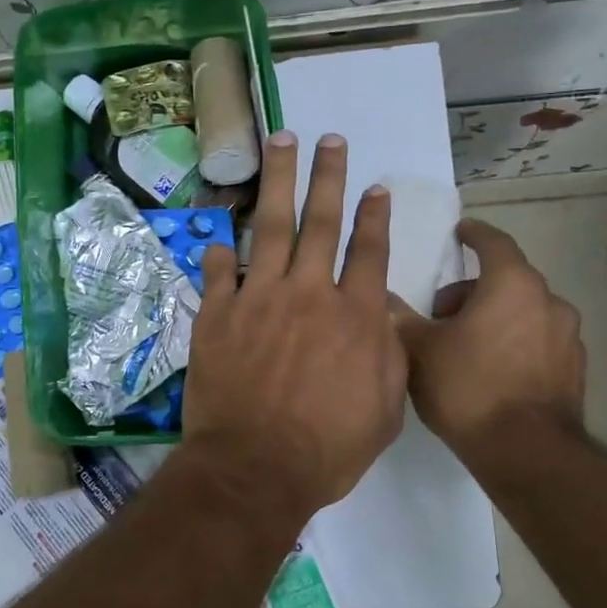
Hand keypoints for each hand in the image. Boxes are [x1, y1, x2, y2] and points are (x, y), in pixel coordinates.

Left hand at [181, 131, 406, 522]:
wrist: (255, 468)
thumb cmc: (327, 449)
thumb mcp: (385, 409)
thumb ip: (389, 354)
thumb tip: (382, 316)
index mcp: (355, 315)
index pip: (369, 251)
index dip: (374, 216)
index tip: (375, 187)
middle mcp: (309, 293)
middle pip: (321, 221)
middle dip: (328, 176)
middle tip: (330, 139)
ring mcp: (258, 298)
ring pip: (272, 226)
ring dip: (279, 181)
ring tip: (282, 143)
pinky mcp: (217, 314)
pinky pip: (219, 270)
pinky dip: (220, 250)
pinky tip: (220, 230)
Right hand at [394, 220, 585, 454]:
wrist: (526, 452)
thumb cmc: (468, 387)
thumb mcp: (419, 349)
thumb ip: (400, 318)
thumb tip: (383, 300)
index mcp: (512, 284)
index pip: (493, 243)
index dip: (474, 234)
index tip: (460, 232)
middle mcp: (549, 301)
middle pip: (507, 280)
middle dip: (473, 290)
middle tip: (441, 314)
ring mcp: (568, 337)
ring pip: (525, 312)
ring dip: (496, 317)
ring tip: (465, 347)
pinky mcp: (574, 370)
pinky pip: (539, 341)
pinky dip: (516, 344)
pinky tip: (493, 372)